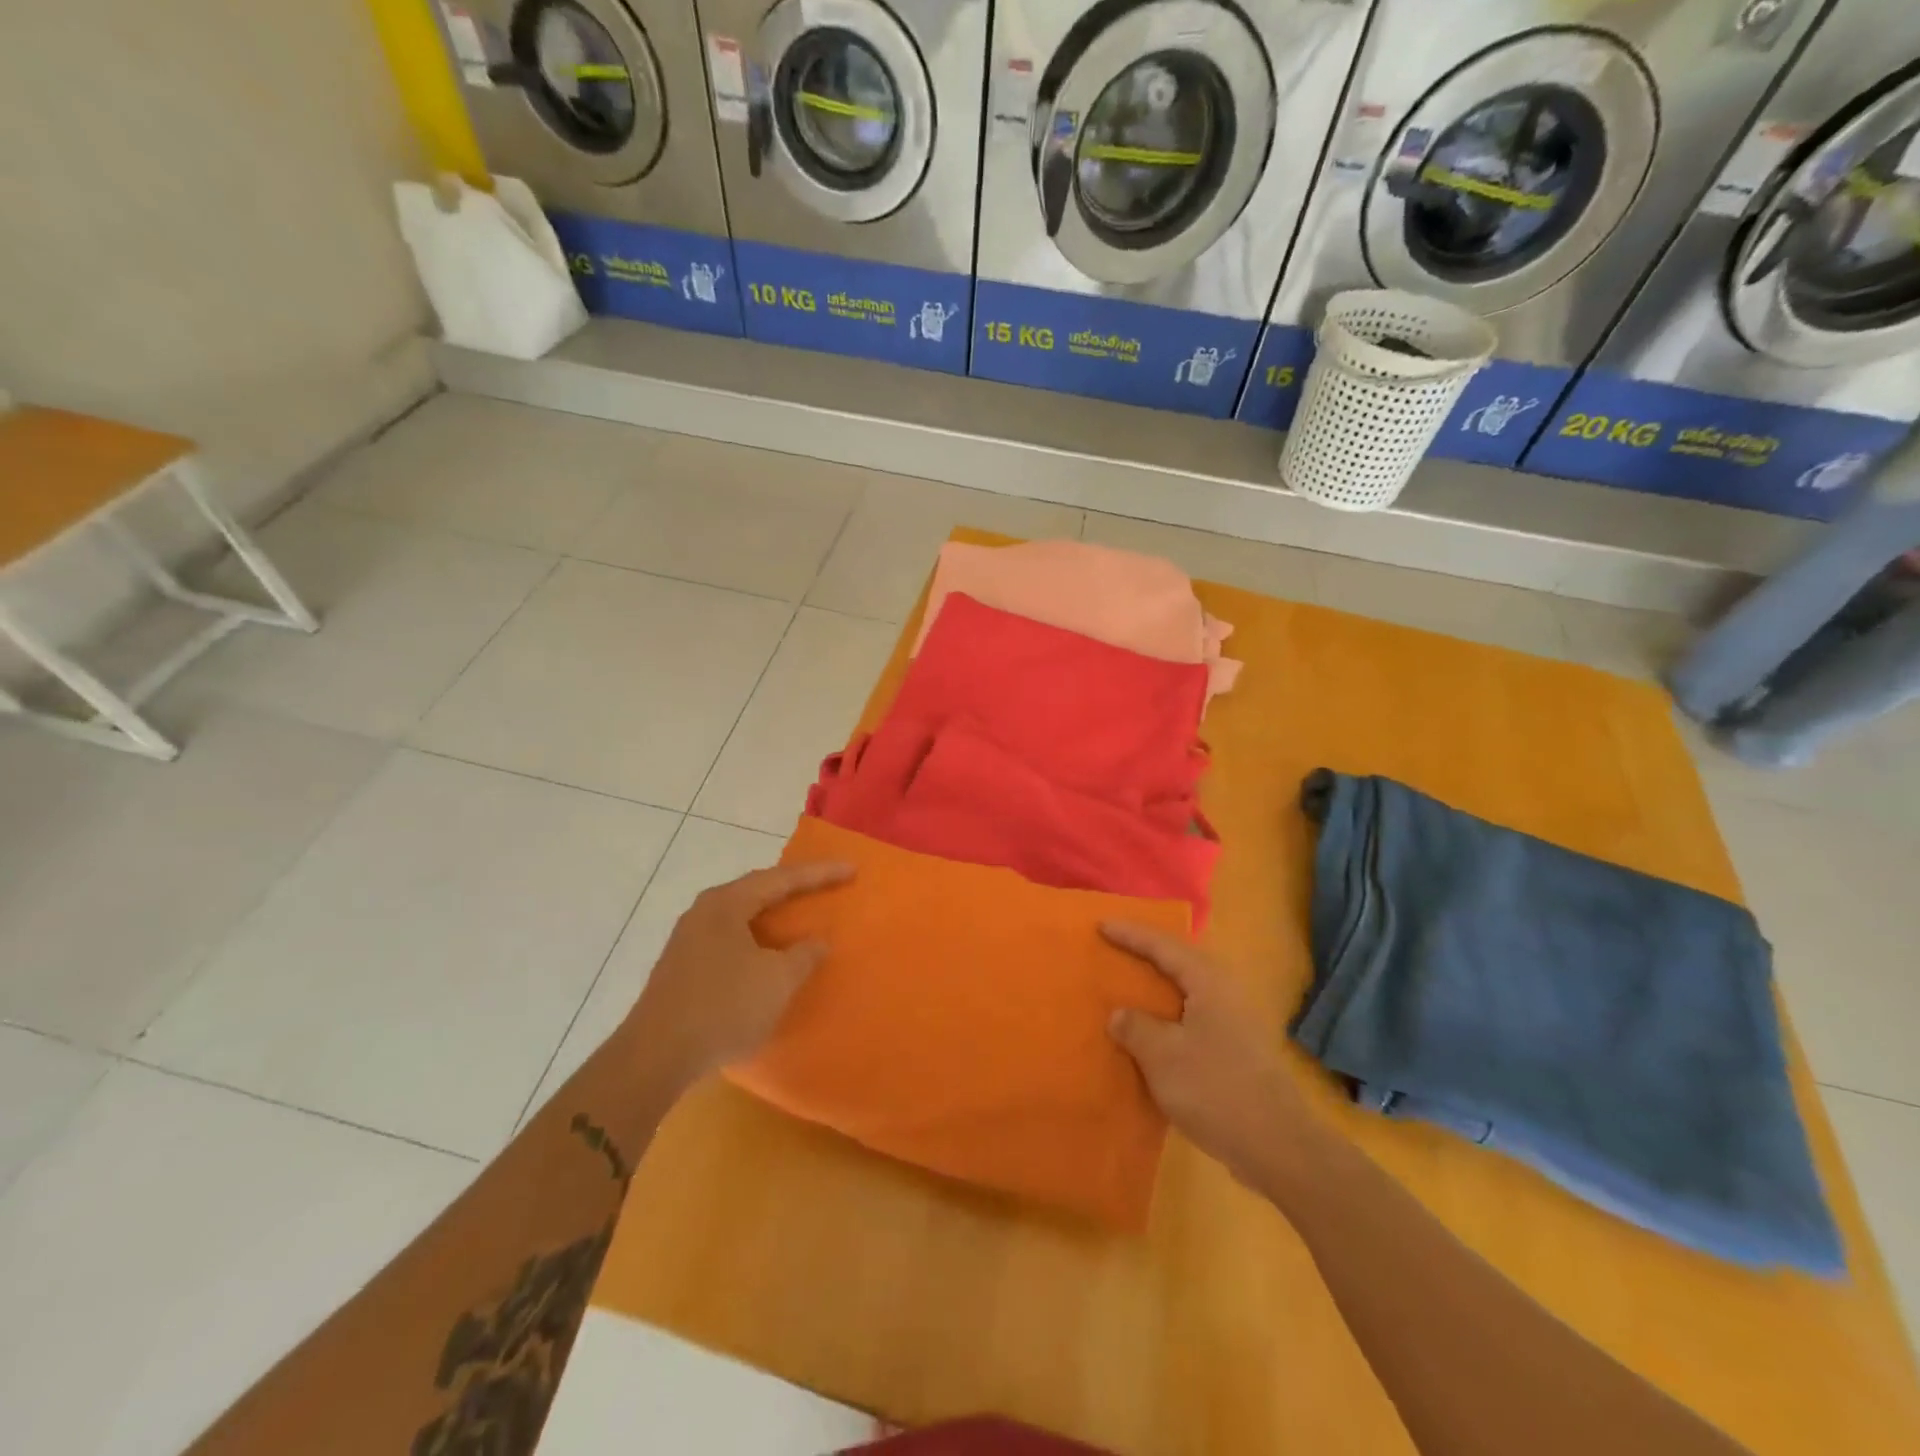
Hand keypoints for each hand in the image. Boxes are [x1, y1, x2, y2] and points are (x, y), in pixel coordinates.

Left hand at [624, 861, 853, 1089]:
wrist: (655, 1057)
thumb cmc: (724, 1008)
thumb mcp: (777, 981)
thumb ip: (804, 955)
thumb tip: (817, 941)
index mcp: (727, 903)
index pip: (782, 879)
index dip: (820, 874)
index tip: (851, 870)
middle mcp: (704, 911)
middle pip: (757, 889)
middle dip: (793, 888)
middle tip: (825, 885)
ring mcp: (689, 938)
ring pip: (742, 914)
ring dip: (772, 914)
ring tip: (800, 914)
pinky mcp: (682, 965)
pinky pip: (730, 936)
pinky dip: (756, 937)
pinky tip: (766, 952)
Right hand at [1102, 921, 1305, 1186]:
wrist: (1278, 1146)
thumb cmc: (1216, 1089)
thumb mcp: (1162, 1056)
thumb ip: (1135, 1027)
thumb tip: (1120, 1014)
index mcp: (1207, 981)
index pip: (1163, 946)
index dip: (1130, 935)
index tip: (1101, 925)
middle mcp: (1225, 992)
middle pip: (1180, 962)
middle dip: (1147, 954)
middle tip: (1115, 948)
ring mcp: (1235, 1022)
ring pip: (1187, 991)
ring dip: (1158, 988)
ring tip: (1128, 987)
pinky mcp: (1237, 1050)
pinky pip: (1192, 1017)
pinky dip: (1168, 1015)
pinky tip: (1152, 1032)